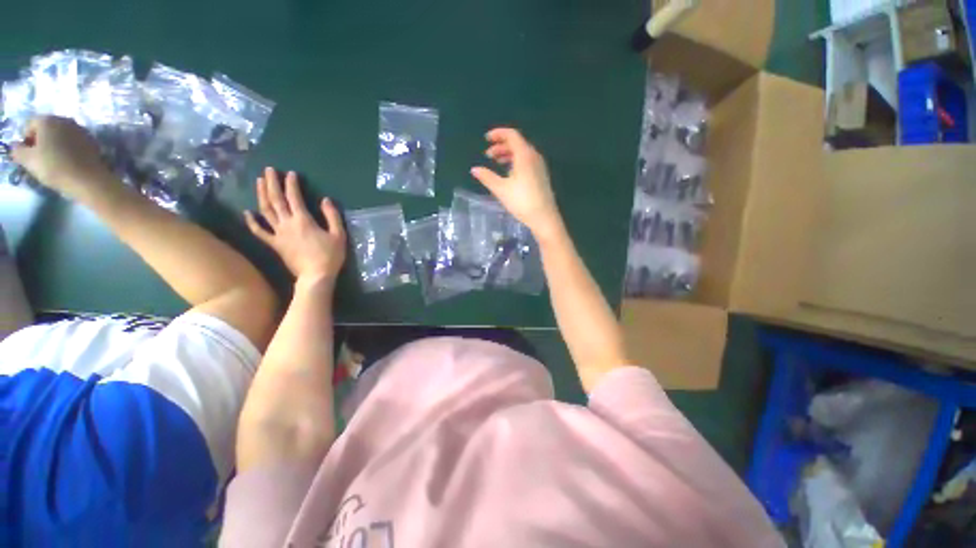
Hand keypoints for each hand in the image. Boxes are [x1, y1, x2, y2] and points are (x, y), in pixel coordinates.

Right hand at [10, 116, 115, 197]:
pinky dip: (68, 150)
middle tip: (40, 159)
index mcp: (48, 120)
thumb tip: (16, 146)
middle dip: (41, 141)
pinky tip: (68, 163)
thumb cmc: (54, 167)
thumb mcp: (28, 160)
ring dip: (55, 145)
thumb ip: (18, 150)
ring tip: (54, 162)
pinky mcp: (92, 142)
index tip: (28, 155)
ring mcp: (81, 130)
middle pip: (47, 128)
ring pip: (61, 135)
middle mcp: (66, 120)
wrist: (88, 179)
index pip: (30, 125)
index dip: (26, 139)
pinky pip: (74, 143)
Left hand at [244, 168, 346, 282]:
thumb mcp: (338, 235)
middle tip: (269, 170)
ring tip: (259, 182)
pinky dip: (252, 222)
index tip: (291, 173)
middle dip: (272, 183)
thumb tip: (325, 200)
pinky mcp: (274, 244)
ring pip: (265, 211)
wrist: (316, 275)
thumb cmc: (330, 255)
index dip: (291, 184)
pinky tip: (247, 213)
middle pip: (276, 200)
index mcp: (303, 220)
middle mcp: (287, 223)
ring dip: (261, 195)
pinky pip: (259, 232)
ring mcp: (278, 234)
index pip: (294, 197)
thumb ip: (332, 216)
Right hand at [470, 128, 563, 241]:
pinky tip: (509, 173)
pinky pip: (527, 161)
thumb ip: (487, 177)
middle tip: (488, 155)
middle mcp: (534, 156)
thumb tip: (474, 169)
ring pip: (522, 152)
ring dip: (508, 154)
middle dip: (501, 146)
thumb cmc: (522, 202)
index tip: (486, 139)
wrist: (544, 217)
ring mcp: (539, 166)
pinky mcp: (541, 175)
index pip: (511, 135)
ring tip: (496, 163)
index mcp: (525, 155)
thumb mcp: (501, 189)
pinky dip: (515, 161)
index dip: (498, 134)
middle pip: (517, 143)